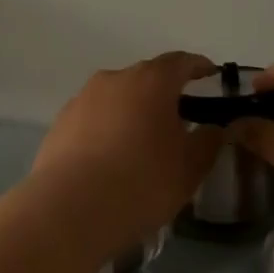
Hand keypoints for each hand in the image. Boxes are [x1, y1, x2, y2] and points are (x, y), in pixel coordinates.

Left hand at [33, 52, 222, 244]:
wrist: (70, 210)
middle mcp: (115, 79)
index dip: (198, 67)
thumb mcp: (190, 167)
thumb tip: (214, 128)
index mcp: (152, 81)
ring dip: (132, 111)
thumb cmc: (142, 182)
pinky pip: (93, 118)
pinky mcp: (59, 124)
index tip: (210, 74)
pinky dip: (107, 129)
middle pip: (146, 77)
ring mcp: (82, 100)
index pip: (181, 62)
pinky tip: (111, 158)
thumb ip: (208, 141)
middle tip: (179, 117)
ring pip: (117, 98)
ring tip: (143, 141)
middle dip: (164, 92)